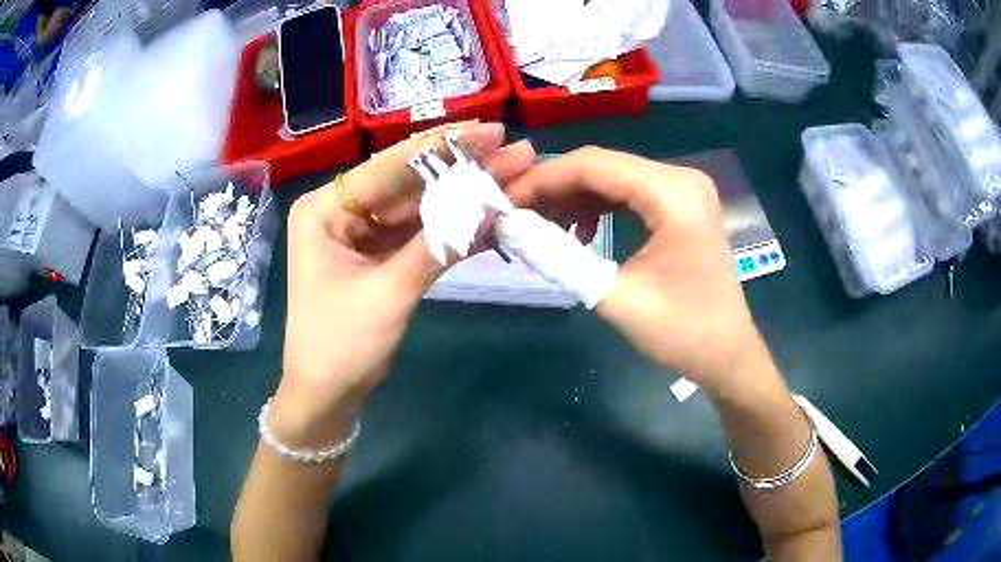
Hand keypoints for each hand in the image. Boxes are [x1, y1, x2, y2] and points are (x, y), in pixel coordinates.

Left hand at [273, 123, 535, 444]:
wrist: (326, 395)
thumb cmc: (341, 347)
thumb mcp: (389, 293)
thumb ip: (439, 246)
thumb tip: (493, 207)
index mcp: (325, 208)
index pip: (390, 166)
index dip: (445, 147)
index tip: (493, 131)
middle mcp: (340, 209)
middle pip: (407, 181)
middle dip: (461, 166)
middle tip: (513, 147)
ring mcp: (360, 231)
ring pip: (417, 204)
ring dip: (462, 192)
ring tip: (511, 172)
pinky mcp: (376, 252)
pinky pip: (417, 230)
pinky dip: (450, 223)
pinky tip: (487, 207)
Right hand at [507, 147, 772, 395]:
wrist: (728, 354)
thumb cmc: (683, 333)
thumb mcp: (616, 299)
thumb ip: (560, 259)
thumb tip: (512, 230)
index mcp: (672, 193)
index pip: (593, 166)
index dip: (543, 179)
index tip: (505, 202)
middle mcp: (681, 178)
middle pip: (603, 165)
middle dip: (555, 187)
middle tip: (517, 214)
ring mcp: (685, 190)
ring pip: (614, 177)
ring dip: (575, 196)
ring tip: (542, 225)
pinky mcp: (683, 206)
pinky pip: (631, 192)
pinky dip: (599, 205)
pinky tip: (580, 231)